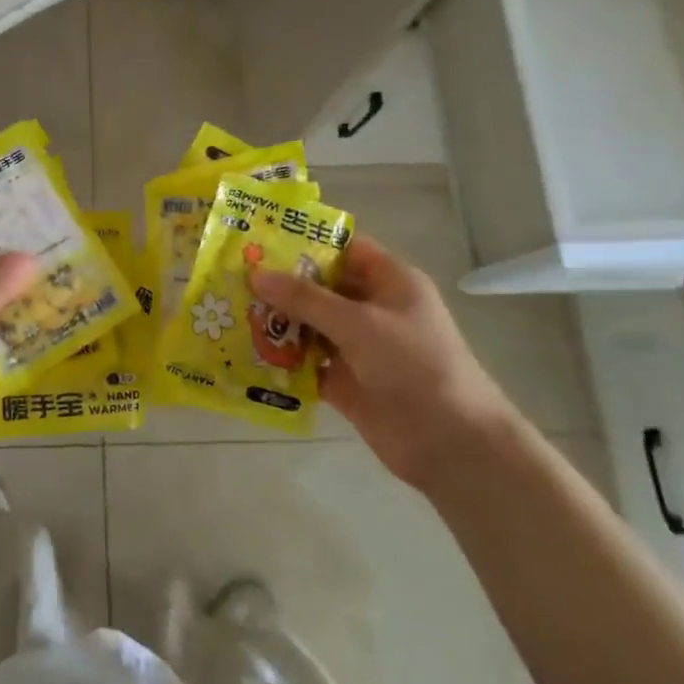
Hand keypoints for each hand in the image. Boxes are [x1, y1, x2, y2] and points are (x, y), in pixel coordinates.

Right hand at [249, 236, 514, 488]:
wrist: (451, 444)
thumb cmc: (413, 365)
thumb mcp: (358, 322)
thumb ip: (305, 299)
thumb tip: (256, 274)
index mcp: (391, 282)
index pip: (345, 249)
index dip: (307, 243)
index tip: (261, 240)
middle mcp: (374, 310)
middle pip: (322, 288)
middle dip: (282, 284)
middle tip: (234, 277)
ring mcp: (360, 348)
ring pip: (311, 326)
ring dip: (278, 322)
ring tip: (232, 311)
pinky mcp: (347, 382)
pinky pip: (308, 363)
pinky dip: (283, 360)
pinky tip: (247, 352)